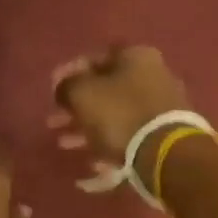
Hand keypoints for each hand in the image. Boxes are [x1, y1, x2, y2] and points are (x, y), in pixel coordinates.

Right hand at [50, 44, 191, 188]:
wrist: (165, 152)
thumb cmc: (119, 114)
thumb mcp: (82, 93)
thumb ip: (66, 86)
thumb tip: (64, 89)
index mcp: (135, 56)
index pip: (93, 58)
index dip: (68, 73)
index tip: (52, 90)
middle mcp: (152, 74)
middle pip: (104, 88)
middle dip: (76, 106)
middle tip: (54, 121)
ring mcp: (161, 105)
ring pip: (114, 113)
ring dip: (87, 127)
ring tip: (64, 143)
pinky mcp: (163, 132)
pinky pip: (128, 133)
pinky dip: (108, 142)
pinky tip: (92, 160)